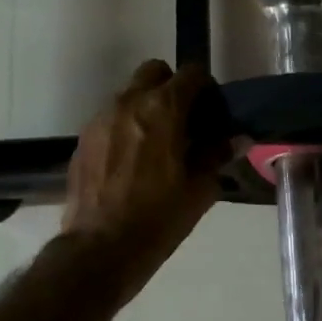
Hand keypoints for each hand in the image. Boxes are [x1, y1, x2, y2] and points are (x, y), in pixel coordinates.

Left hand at [63, 61, 224, 278]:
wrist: (100, 249)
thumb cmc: (158, 218)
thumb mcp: (200, 189)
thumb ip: (217, 155)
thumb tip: (238, 139)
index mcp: (164, 108)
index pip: (192, 74)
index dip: (206, 88)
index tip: (211, 111)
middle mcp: (129, 102)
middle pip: (155, 72)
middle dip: (172, 87)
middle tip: (183, 119)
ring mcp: (101, 118)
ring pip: (129, 94)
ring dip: (147, 106)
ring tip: (157, 142)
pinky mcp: (83, 138)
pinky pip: (110, 118)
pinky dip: (125, 127)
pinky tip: (132, 160)